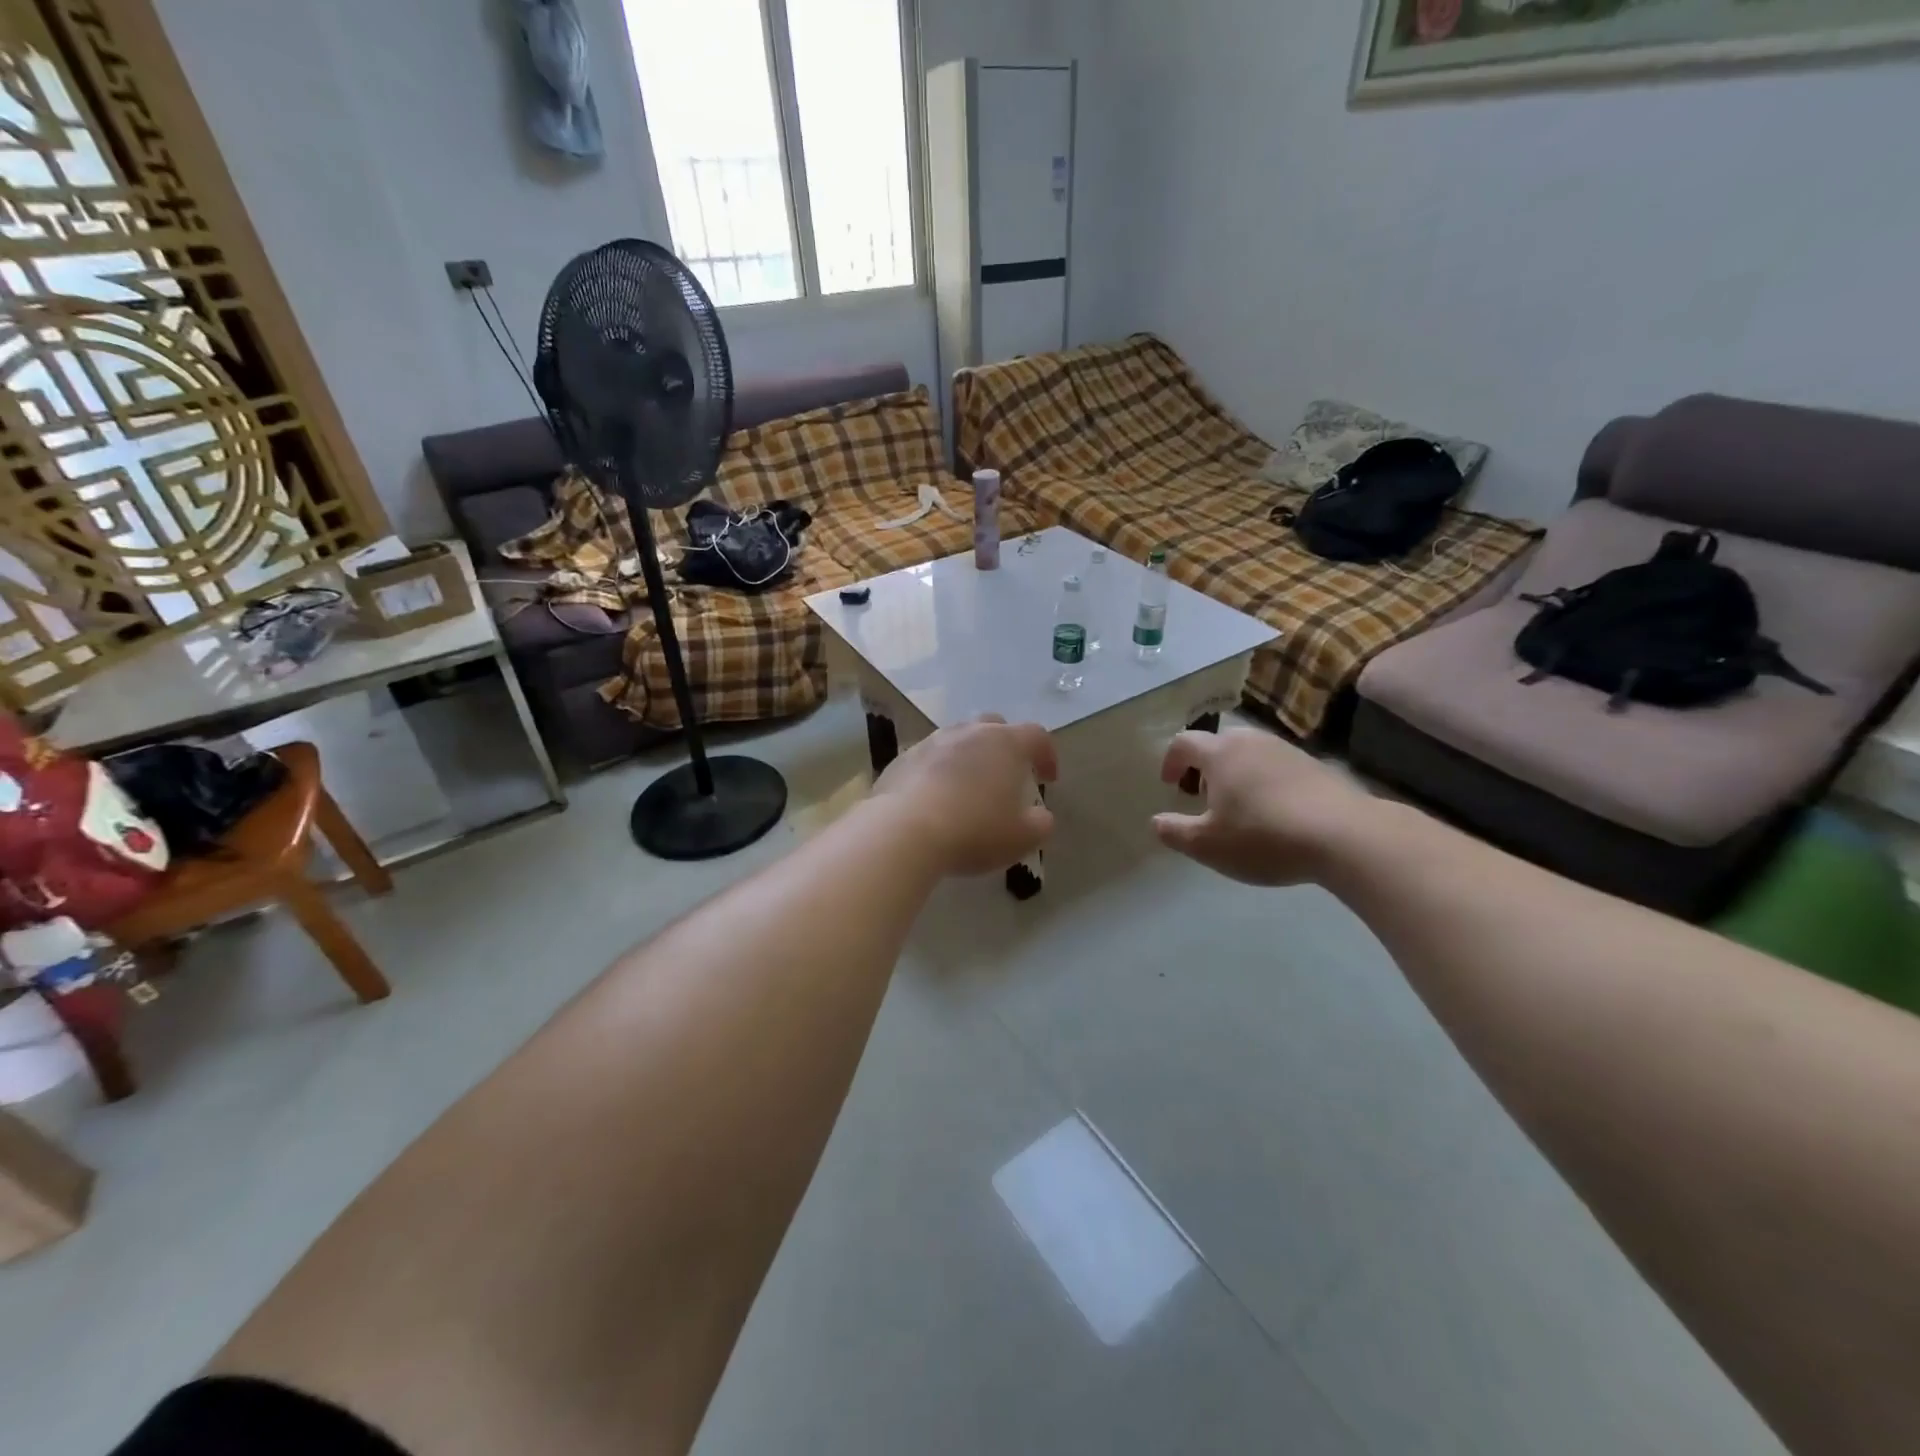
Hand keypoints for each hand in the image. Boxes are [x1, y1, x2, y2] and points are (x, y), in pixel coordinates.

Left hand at [873, 716, 1058, 876]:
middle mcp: (969, 733)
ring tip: (969, 788)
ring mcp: (931, 742)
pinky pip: (928, 759)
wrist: (904, 830)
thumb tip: (1040, 816)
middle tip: (1007, 775)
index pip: (1037, 736)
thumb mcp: (1021, 837)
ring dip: (968, 758)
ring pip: (958, 740)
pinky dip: (938, 772)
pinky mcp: (902, 759)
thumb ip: (1040, 824)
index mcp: (1006, 744)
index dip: (1047, 755)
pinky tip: (935, 799)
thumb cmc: (974, 830)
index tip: (1047, 780)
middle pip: (994, 727)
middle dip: (1005, 747)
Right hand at [1152, 730, 1365, 886]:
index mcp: (1220, 753)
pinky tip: (1274, 813)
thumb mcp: (1207, 845)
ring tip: (1239, 806)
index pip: (1183, 742)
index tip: (1171, 785)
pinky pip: (1276, 766)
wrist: (1346, 836)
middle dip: (1205, 766)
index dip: (1171, 761)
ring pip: (1250, 753)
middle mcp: (1251, 741)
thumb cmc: (1263, 837)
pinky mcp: (1316, 765)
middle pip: (1218, 743)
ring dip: (1236, 773)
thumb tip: (1157, 822)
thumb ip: (1175, 832)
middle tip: (1203, 796)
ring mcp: (1287, 750)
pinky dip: (1264, 781)